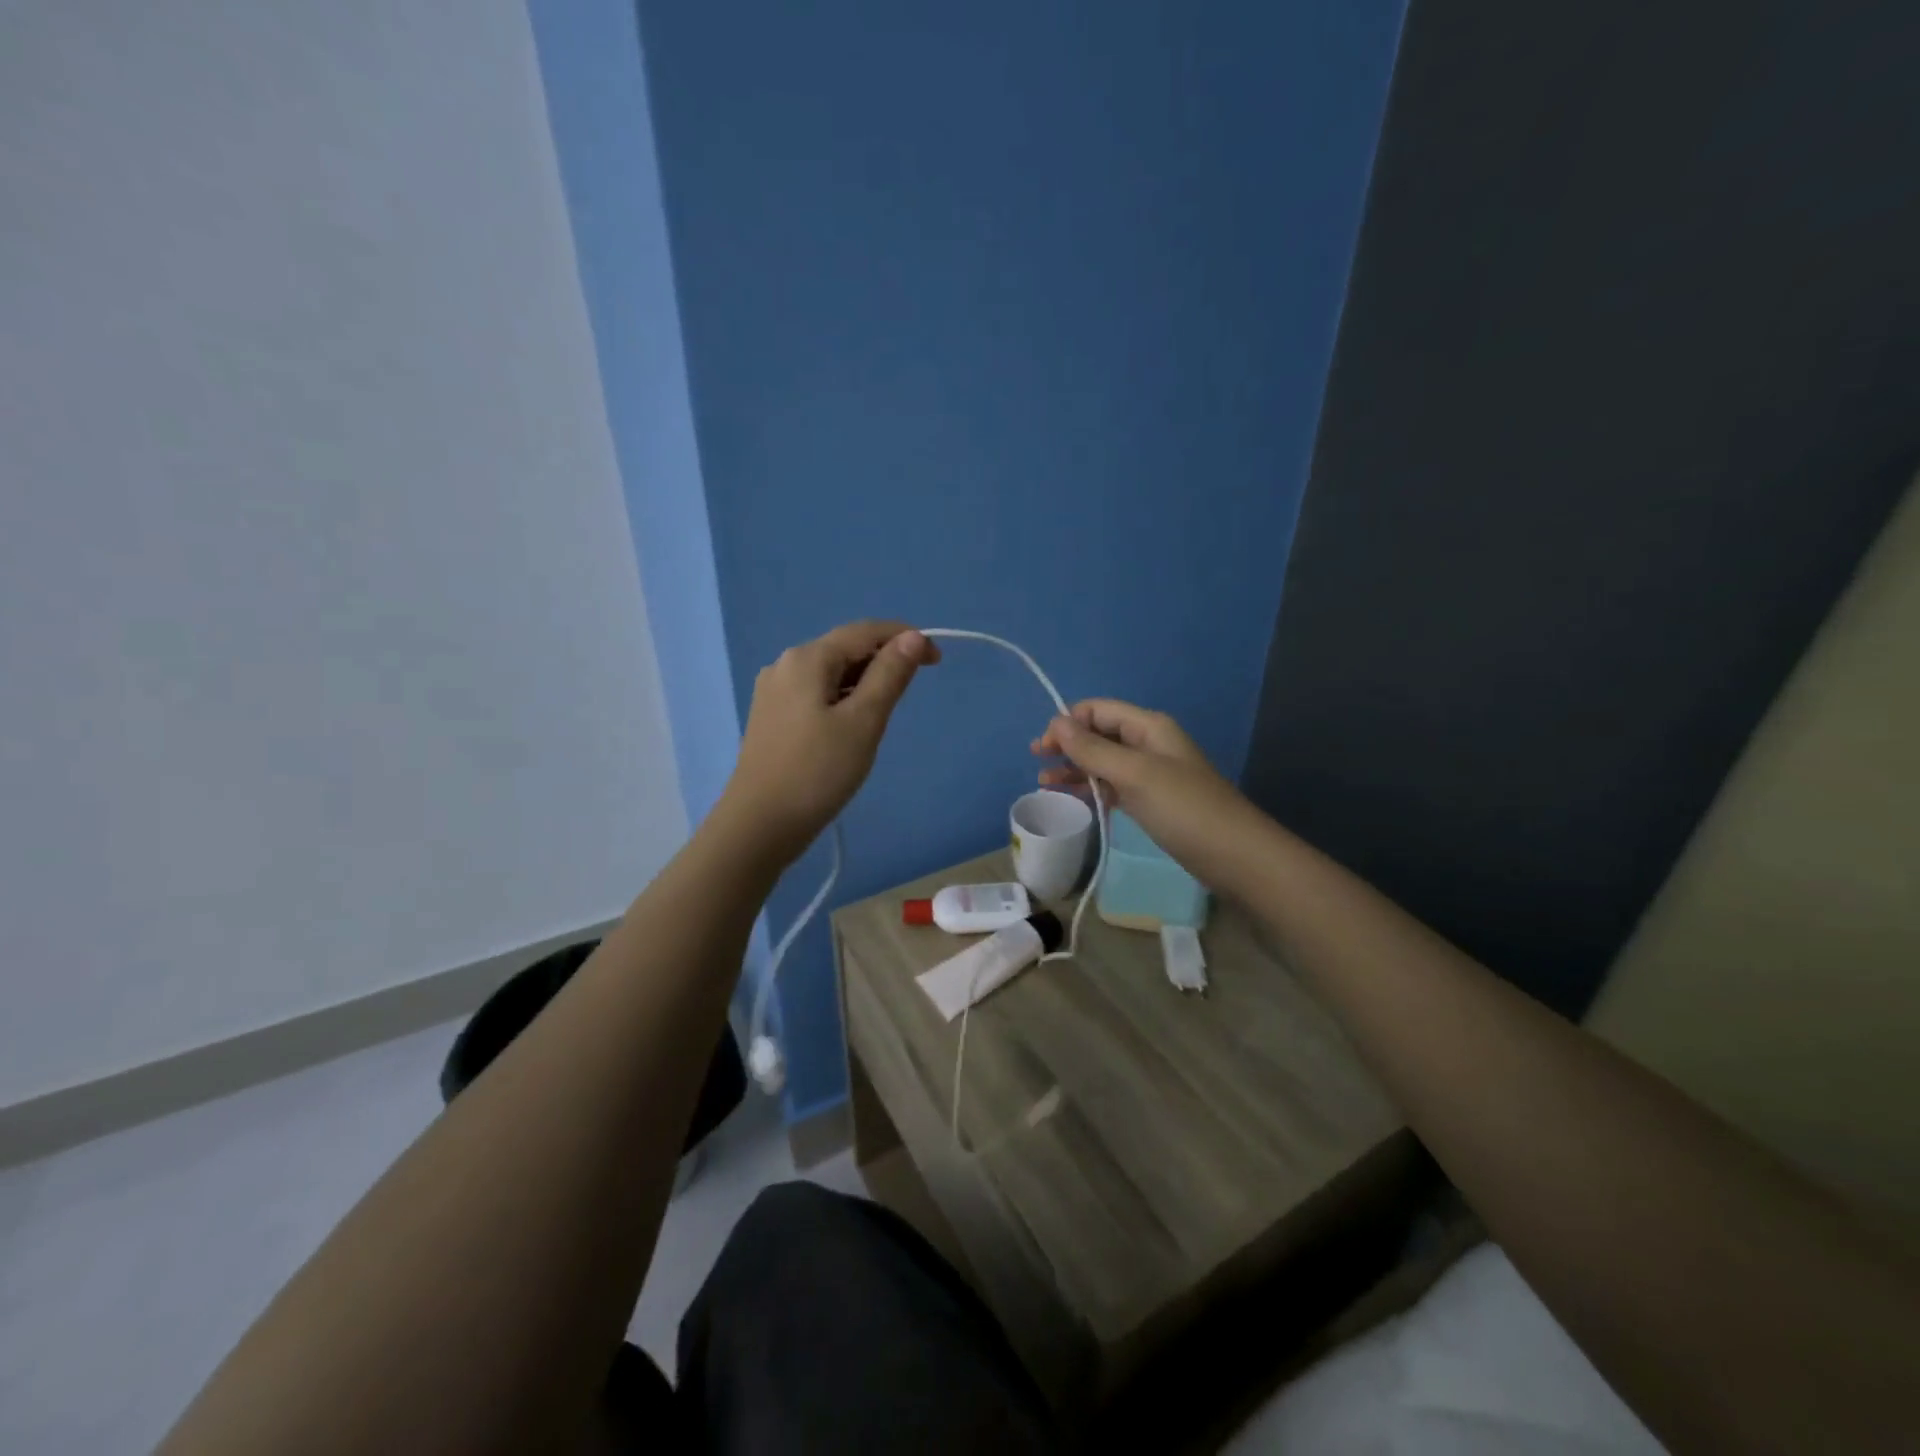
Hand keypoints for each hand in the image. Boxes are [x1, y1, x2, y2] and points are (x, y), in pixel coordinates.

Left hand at [721, 620, 938, 859]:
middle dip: (884, 659)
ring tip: (887, 710)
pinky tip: (853, 723)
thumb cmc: (818, 771)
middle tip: (915, 687)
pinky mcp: (771, 717)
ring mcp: (774, 691)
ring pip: (830, 672)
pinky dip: (843, 697)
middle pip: (845, 648)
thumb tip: (912, 637)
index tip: (937, 660)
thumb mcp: (864, 721)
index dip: (905, 638)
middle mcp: (785, 664)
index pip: (865, 631)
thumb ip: (889, 675)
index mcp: (808, 658)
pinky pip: (816, 693)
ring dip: (864, 680)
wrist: (760, 824)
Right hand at [1031, 699, 1249, 874]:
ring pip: (1103, 761)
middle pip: (1099, 733)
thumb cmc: (1184, 809)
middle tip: (1037, 762)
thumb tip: (1056, 722)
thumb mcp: (1134, 774)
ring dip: (1074, 767)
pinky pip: (1113, 785)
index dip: (1068, 722)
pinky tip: (1072, 797)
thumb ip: (1093, 749)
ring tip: (1044, 783)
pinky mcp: (1151, 801)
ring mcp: (1151, 774)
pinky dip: (1091, 788)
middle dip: (1067, 743)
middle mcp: (1148, 744)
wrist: (1235, 856)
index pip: (1098, 710)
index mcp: (1148, 727)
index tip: (1043, 748)